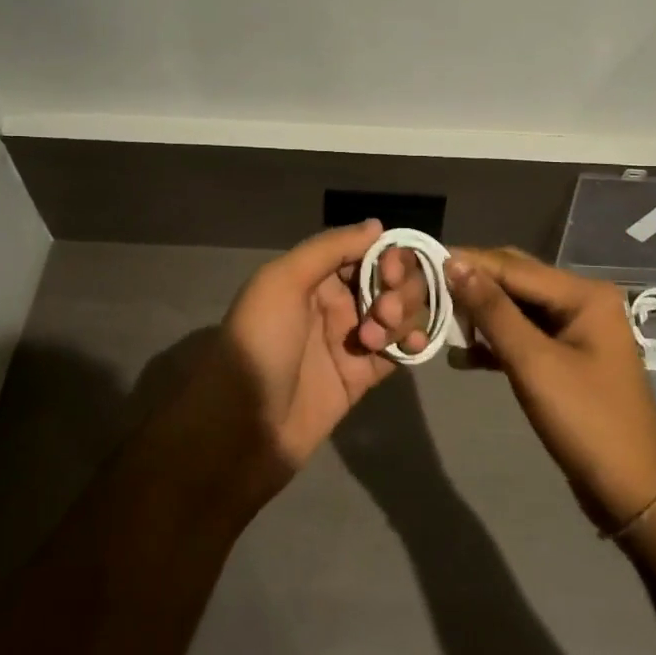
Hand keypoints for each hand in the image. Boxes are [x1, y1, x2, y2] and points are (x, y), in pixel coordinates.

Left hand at [185, 220, 428, 495]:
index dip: (388, 255)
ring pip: (397, 312)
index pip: (365, 251)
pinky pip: (398, 350)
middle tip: (382, 311)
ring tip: (377, 339)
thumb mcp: (282, 282)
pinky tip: (413, 346)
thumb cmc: (259, 344)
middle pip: (389, 280)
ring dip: (402, 315)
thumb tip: (378, 226)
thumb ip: (330, 249)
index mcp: (312, 276)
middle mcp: (334, 303)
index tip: (392, 271)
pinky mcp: (362, 376)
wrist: (243, 428)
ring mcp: (350, 340)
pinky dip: (412, 342)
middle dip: (398, 288)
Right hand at [445, 247, 655, 530]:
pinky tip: (460, 355)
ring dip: (479, 314)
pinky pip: (522, 336)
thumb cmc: (586, 420)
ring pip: (515, 308)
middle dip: (471, 285)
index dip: (468, 263)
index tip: (421, 261)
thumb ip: (493, 311)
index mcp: (583, 294)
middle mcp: (581, 301)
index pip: (513, 266)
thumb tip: (455, 265)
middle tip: (425, 289)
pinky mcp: (564, 358)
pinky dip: (493, 342)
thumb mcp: (533, 362)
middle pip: (515, 280)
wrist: (632, 488)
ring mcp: (574, 330)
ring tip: (437, 319)